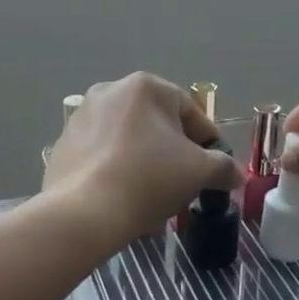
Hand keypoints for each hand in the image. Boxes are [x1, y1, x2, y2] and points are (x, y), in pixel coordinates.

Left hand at [43, 74, 242, 247]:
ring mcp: (81, 118)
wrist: (84, 212)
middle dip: (173, 157)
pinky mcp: (63, 146)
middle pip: (156, 127)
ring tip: (155, 204)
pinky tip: (125, 204)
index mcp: (145, 86)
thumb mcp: (199, 172)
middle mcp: (109, 92)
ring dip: (146, 168)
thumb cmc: (149, 179)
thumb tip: (235, 174)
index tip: (214, 169)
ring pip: (129, 144)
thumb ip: (223, 167)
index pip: (190, 111)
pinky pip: (102, 158)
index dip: (208, 142)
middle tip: (183, 187)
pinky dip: (117, 175)